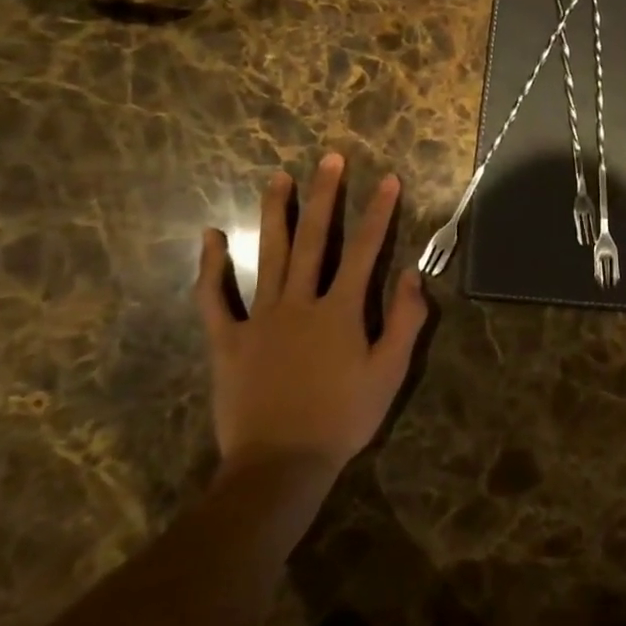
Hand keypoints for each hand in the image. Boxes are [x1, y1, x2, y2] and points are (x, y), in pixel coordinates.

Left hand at [193, 152, 429, 479]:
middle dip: (324, 195)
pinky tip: (210, 237)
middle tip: (329, 158)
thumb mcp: (389, 374)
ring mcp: (260, 319)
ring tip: (278, 177)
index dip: (378, 212)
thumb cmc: (342, 420)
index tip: (387, 179)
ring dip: (275, 213)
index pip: (365, 250)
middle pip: (314, 239)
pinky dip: (211, 268)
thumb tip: (414, 273)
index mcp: (340, 310)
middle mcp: (300, 302)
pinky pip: (215, 299)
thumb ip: (405, 321)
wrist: (279, 466)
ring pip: (268, 255)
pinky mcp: (228, 341)